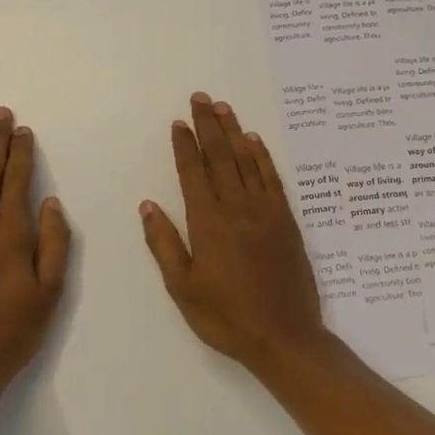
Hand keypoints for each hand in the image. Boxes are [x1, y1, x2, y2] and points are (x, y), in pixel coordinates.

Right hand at [140, 92, 326, 378]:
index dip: (185, 146)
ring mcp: (266, 212)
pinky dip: (263, 157)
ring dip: (234, 132)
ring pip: (248, 161)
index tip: (178, 123)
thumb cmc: (226, 317)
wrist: (284, 337)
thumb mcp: (183, 288)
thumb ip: (164, 244)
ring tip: (223, 107)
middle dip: (208, 126)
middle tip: (200, 98)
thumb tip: (148, 205)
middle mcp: (238, 209)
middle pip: (221, 158)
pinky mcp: (287, 221)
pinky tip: (255, 141)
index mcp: (208, 224)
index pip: (193, 174)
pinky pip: (273, 179)